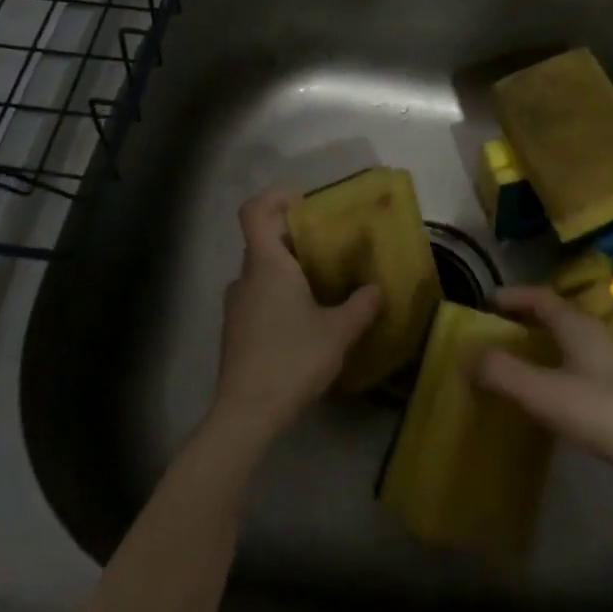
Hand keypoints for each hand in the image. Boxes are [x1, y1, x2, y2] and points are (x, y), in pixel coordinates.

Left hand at [208, 190, 382, 450]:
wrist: (246, 414)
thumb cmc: (292, 360)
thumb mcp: (338, 332)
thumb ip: (361, 306)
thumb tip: (377, 289)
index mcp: (267, 265)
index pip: (254, 211)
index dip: (275, 197)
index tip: (304, 201)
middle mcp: (246, 277)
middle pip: (263, 240)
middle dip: (295, 237)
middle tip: (330, 245)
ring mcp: (236, 305)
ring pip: (261, 271)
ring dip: (288, 269)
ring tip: (322, 284)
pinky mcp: (235, 330)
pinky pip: (258, 295)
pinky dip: (279, 294)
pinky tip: (304, 319)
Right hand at [472, 285, 612, 495]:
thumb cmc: (607, 413)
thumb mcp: (546, 393)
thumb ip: (503, 373)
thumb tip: (463, 354)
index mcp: (577, 326)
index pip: (541, 297)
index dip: (514, 296)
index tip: (487, 302)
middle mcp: (596, 337)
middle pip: (557, 318)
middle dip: (526, 321)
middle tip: (496, 335)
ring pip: (571, 344)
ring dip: (543, 347)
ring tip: (518, 367)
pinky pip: (582, 369)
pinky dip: (559, 372)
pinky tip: (553, 400)